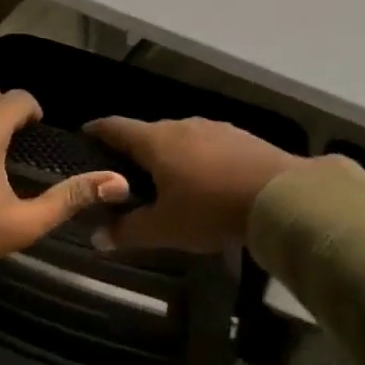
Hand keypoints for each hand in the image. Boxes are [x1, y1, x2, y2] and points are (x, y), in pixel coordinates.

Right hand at [84, 117, 301, 252]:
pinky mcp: (241, 137)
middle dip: (134, 150)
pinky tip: (205, 180)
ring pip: (180, 138)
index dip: (97, 131)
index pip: (115, 127)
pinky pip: (207, 145)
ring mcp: (214, 128)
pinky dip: (197, 158)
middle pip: (148, 133)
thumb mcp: (165, 228)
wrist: (280, 196)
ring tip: (165, 178)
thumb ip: (128, 231)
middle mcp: (182, 126)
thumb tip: (96, 238)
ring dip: (169, 154)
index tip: (84, 135)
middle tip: (124, 173)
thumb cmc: (210, 209)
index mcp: (155, 141)